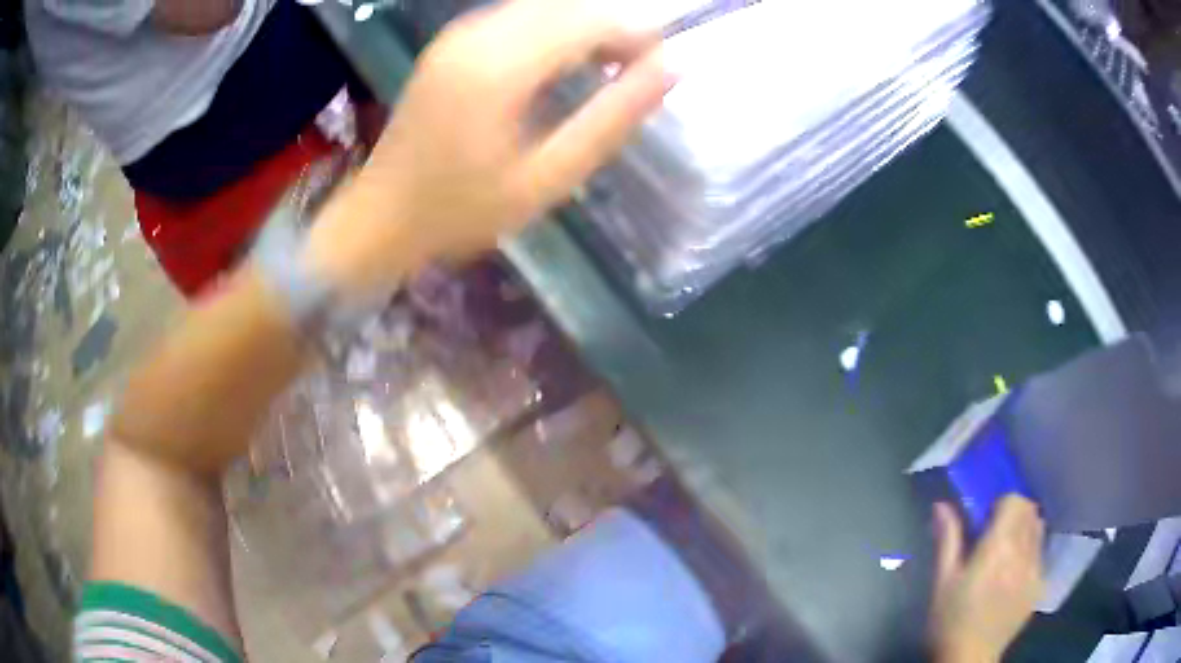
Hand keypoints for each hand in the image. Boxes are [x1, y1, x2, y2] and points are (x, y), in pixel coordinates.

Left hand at [304, 0, 670, 295]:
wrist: (380, 217)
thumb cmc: (461, 210)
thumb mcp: (547, 178)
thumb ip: (611, 119)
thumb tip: (671, 69)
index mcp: (499, 66)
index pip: (589, 20)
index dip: (637, 35)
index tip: (661, 69)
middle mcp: (477, 34)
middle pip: (567, 5)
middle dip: (613, 28)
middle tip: (635, 73)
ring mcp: (458, 34)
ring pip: (543, 6)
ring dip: (584, 28)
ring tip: (604, 71)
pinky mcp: (450, 42)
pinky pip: (516, 16)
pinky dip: (552, 30)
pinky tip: (560, 65)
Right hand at [929, 496, 1045, 662]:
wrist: (969, 659)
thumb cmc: (950, 621)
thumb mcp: (942, 582)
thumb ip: (947, 540)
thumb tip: (942, 505)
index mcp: (997, 548)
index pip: (1015, 501)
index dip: (1001, 503)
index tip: (986, 519)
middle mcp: (1022, 553)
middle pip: (1030, 510)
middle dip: (1014, 513)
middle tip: (994, 532)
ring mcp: (1035, 569)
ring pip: (1039, 528)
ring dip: (1025, 528)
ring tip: (1007, 550)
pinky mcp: (1040, 584)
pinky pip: (1041, 552)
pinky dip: (1031, 550)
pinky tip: (1014, 572)